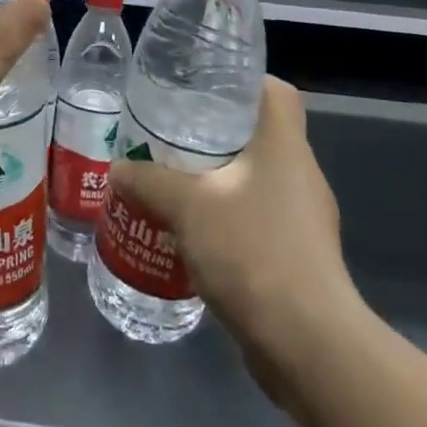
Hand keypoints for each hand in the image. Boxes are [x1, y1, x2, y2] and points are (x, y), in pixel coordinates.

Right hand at [107, 77, 356, 405]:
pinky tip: (195, 232)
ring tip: (176, 179)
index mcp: (284, 144)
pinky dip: (230, 217)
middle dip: (218, 131)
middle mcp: (300, 173)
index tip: (203, 85)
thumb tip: (118, 169)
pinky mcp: (300, 258)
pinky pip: (260, 219)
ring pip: (258, 179)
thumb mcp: (187, 206)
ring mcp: (305, 219)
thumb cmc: (252, 250)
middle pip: (261, 133)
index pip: (275, 91)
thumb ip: (149, 180)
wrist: (308, 345)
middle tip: (173, 131)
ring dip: (221, 178)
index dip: (243, 81)